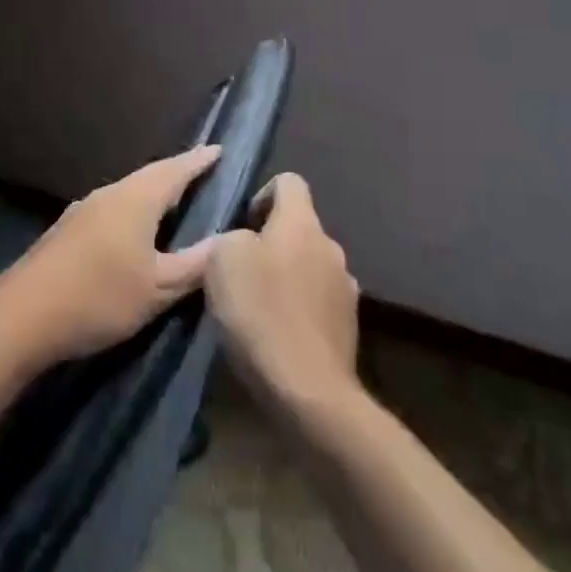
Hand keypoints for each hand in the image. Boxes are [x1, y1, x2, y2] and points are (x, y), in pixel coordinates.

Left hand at [0, 144, 223, 366]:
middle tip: (201, 174)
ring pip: (127, 193)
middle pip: (149, 177)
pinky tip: (133, 230)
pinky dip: (132, 211)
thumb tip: (226, 243)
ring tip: (174, 201)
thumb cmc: (99, 297)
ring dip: (152, 193)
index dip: (198, 161)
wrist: (22, 314)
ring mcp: (83, 210)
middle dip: (176, 174)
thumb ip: (194, 265)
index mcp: (135, 199)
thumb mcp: (157, 288)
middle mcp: (109, 194)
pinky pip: (111, 209)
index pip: (174, 170)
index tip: (218, 150)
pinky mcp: (67, 230)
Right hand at [205, 173, 359, 413]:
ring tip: (257, 304)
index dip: (262, 194)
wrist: (308, 390)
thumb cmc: (261, 311)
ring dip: (286, 275)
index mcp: (303, 223)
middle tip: (240, 269)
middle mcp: (331, 247)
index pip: (289, 182)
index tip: (241, 224)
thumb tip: (245, 241)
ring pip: (308, 265)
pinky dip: (298, 308)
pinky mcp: (348, 326)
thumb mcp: (222, 259)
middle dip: (270, 240)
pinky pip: (316, 301)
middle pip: (298, 227)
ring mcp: (345, 288)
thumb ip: (232, 236)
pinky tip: (276, 332)